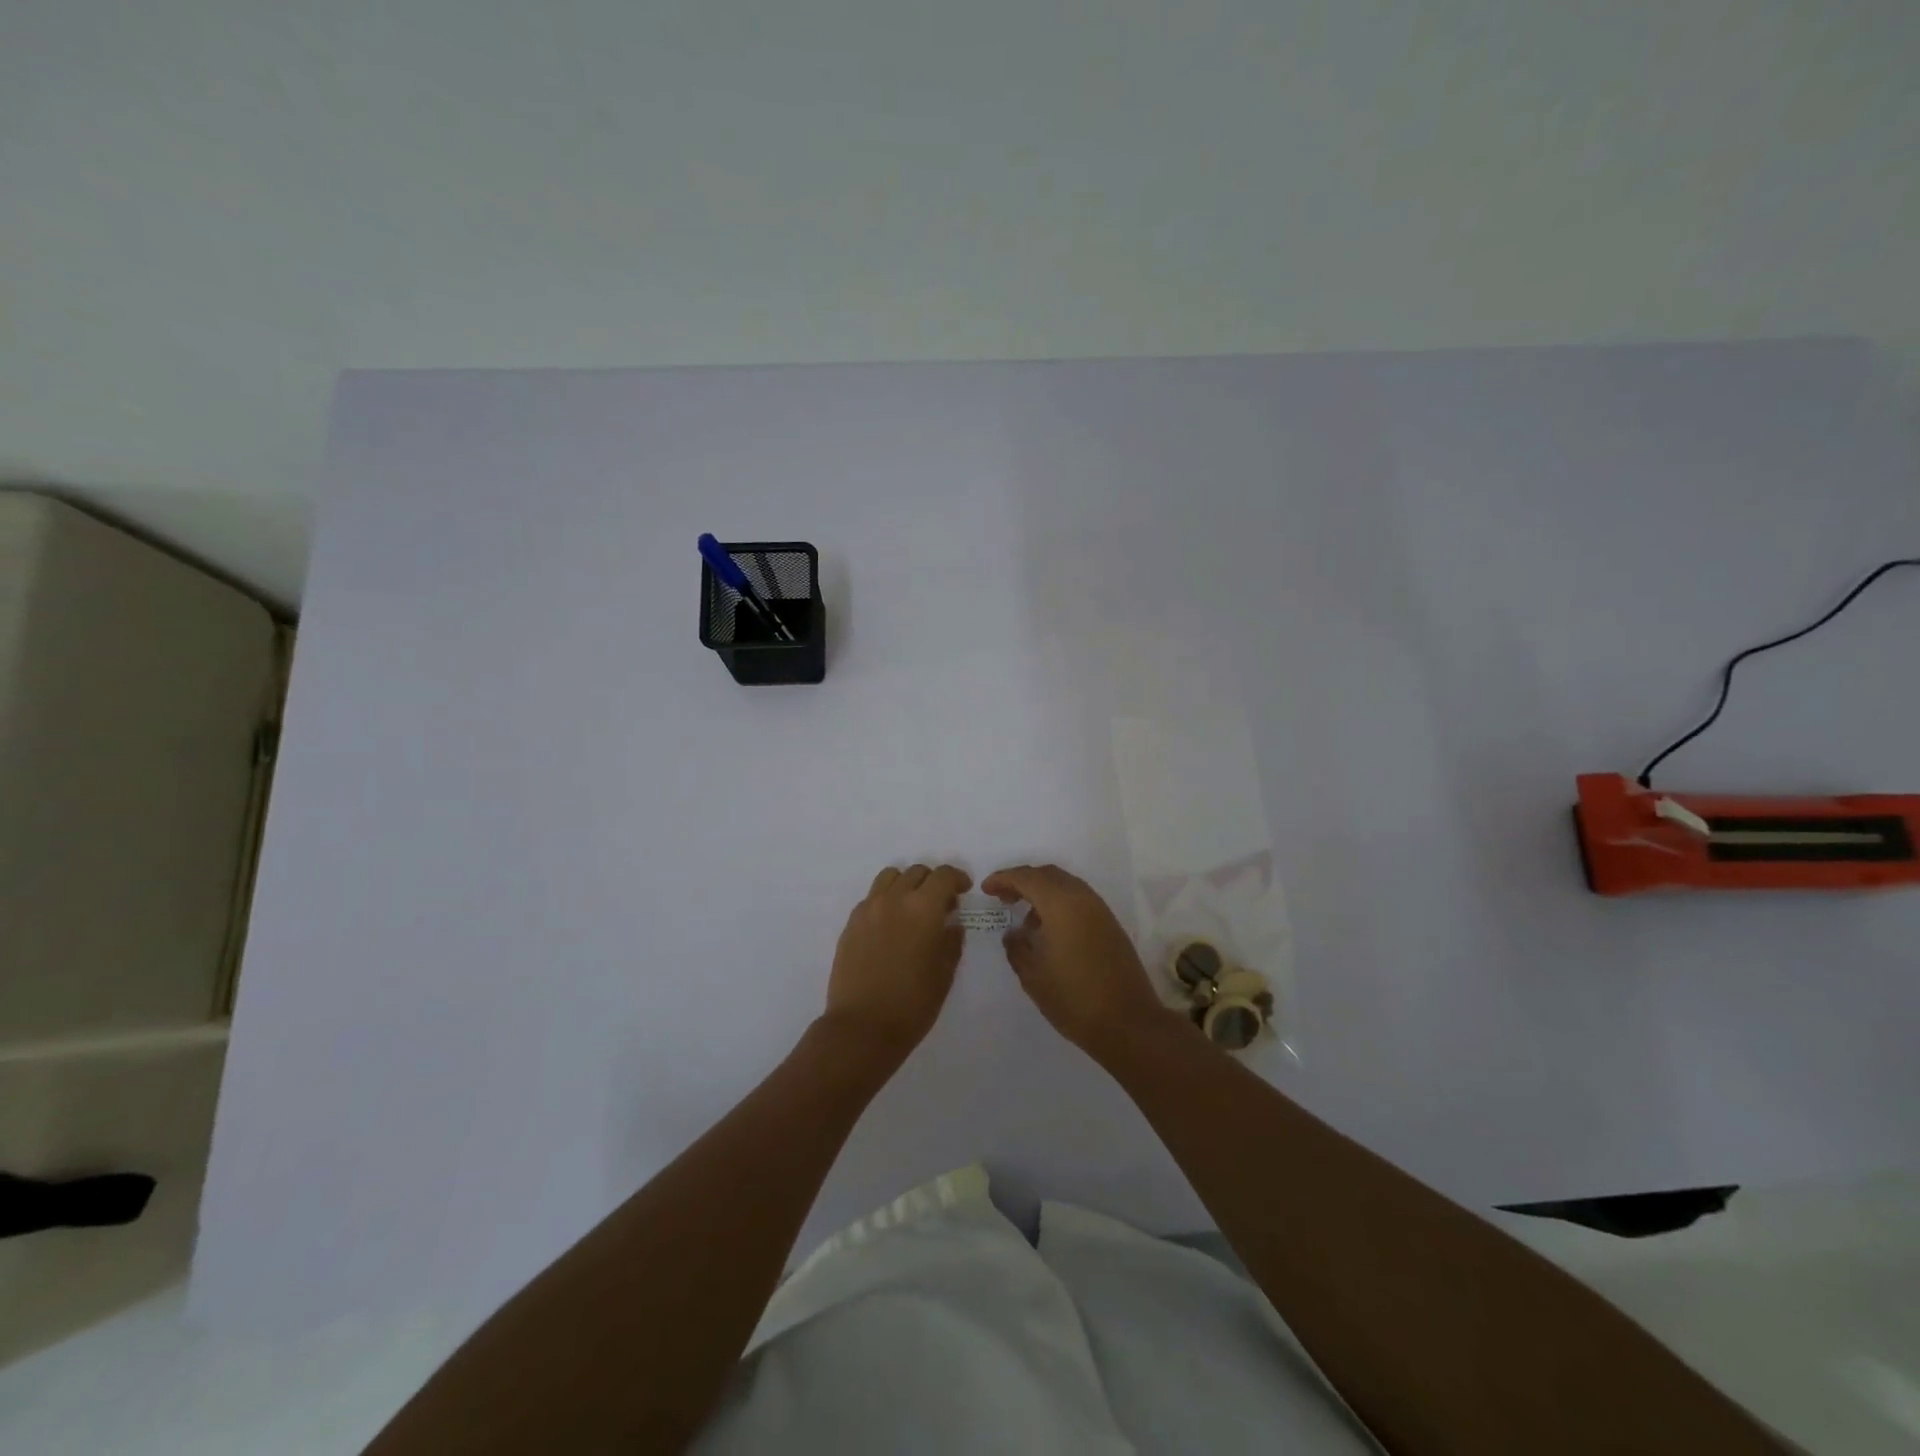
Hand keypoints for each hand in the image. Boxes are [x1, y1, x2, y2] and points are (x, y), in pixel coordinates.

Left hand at [823, 864, 971, 1062]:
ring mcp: (868, 909)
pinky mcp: (851, 923)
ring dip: (906, 884)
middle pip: (917, 872)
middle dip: (933, 882)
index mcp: (923, 908)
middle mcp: (894, 899)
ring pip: (890, 877)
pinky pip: (872, 897)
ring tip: (912, 908)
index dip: (957, 878)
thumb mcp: (944, 974)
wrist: (862, 1027)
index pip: (943, 875)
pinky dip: (886, 900)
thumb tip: (951, 924)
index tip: (963, 890)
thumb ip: (951, 942)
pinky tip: (890, 925)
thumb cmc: (912, 1004)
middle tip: (941, 905)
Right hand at [981, 864, 1170, 1057]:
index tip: (986, 889)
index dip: (1003, 879)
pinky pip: (1079, 901)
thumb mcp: (1033, 975)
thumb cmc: (1074, 998)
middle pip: (1048, 875)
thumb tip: (1014, 933)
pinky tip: (1049, 932)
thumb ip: (1017, 948)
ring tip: (1026, 920)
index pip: (1026, 877)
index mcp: (1061, 904)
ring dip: (1042, 893)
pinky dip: (1059, 905)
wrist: (1128, 1023)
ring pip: (1066, 886)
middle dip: (1023, 882)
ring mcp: (1100, 910)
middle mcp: (1082, 898)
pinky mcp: (1110, 925)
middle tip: (1003, 899)